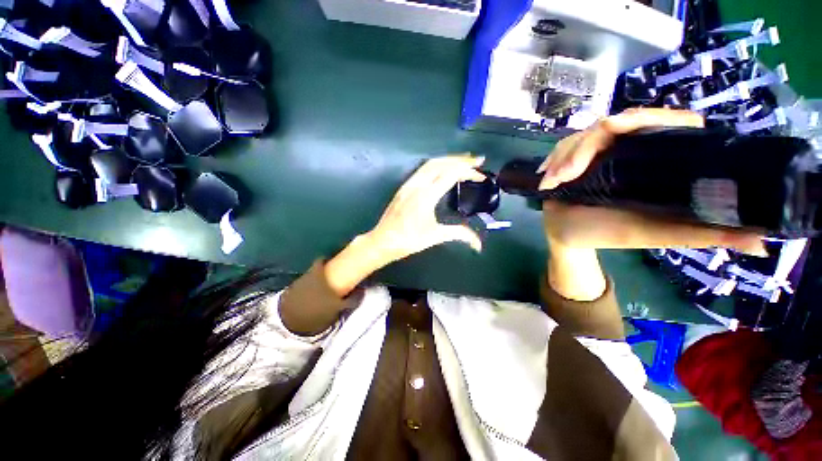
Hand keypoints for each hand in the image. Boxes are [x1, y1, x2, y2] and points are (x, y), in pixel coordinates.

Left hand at [366, 155, 485, 261]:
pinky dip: (437, 165)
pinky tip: (442, 171)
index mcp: (426, 195)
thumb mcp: (435, 236)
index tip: (481, 171)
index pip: (450, 174)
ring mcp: (408, 184)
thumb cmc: (408, 240)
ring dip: (447, 160)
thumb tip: (478, 244)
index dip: (468, 170)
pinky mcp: (404, 187)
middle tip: (476, 161)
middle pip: (440, 163)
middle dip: (459, 159)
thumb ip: (459, 234)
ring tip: (462, 163)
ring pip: (430, 164)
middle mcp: (417, 185)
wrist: (383, 241)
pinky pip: (422, 170)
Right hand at [538, 108, 765, 254]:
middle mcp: (628, 150)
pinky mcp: (573, 158)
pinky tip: (546, 177)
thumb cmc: (606, 234)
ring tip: (554, 181)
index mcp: (653, 161)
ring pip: (583, 135)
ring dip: (565, 156)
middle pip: (614, 124)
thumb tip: (762, 241)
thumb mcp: (653, 234)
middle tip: (568, 172)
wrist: (566, 236)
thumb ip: (698, 235)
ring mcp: (598, 152)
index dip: (649, 118)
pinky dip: (553, 160)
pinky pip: (564, 146)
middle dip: (587, 145)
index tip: (620, 127)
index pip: (665, 123)